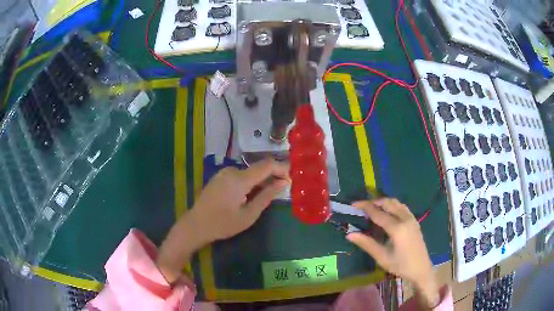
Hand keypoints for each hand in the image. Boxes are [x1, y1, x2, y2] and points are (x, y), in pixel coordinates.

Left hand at [157, 159, 289, 282]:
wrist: (196, 225)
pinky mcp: (220, 176)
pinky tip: (252, 194)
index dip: (282, 168)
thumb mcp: (249, 214)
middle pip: (258, 167)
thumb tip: (283, 182)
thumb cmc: (223, 224)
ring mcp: (224, 172)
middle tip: (282, 189)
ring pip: (250, 171)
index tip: (292, 177)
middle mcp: (232, 170)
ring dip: (261, 179)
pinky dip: (250, 181)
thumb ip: (267, 196)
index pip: (267, 165)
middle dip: (272, 175)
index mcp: (240, 179)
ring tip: (268, 193)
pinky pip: (240, 175)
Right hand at [346, 198, 439, 308]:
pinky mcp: (414, 220)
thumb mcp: (382, 257)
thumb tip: (349, 234)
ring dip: (383, 202)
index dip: (365, 207)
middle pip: (388, 203)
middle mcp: (405, 219)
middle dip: (374, 202)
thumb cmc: (400, 265)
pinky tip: (387, 213)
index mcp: (397, 228)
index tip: (353, 204)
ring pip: (396, 203)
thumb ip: (366, 244)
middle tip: (361, 207)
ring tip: (372, 208)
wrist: (421, 269)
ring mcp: (411, 218)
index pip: (378, 213)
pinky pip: (402, 207)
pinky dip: (392, 205)